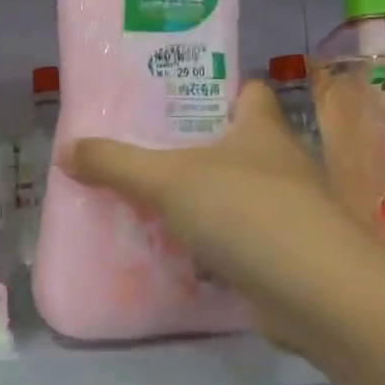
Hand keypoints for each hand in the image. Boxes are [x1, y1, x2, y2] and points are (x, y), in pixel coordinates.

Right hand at [58, 83, 372, 333]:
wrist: (320, 296)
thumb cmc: (248, 213)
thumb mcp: (169, 180)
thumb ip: (116, 164)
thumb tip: (64, 150)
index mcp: (261, 129)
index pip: (246, 91)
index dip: (214, 88)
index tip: (170, 97)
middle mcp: (278, 163)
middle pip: (231, 143)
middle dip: (189, 147)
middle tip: (136, 150)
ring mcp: (285, 212)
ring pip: (230, 193)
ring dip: (196, 198)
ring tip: (142, 199)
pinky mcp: (280, 255)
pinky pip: (234, 238)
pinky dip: (206, 242)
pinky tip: (169, 249)